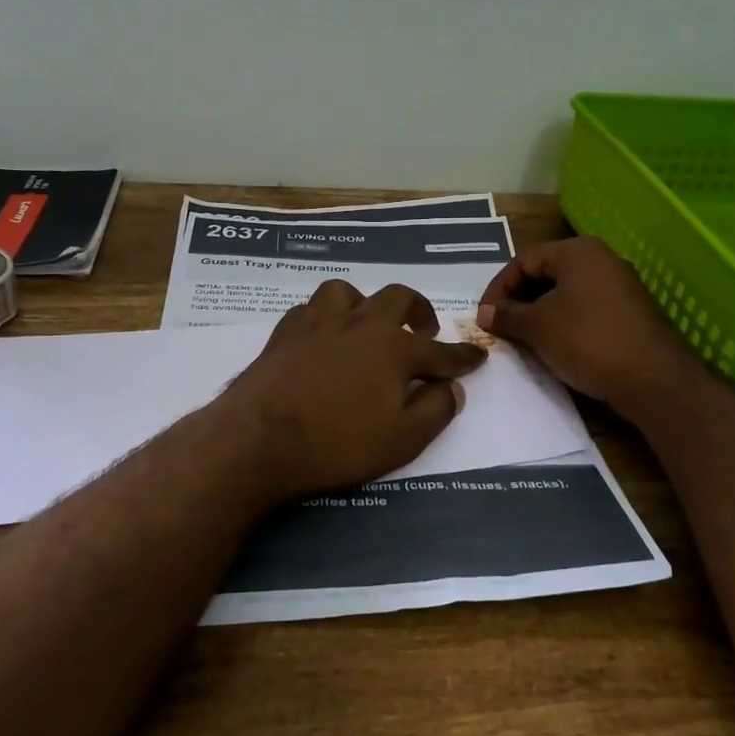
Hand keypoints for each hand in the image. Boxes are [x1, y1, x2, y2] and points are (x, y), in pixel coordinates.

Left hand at [217, 280, 486, 500]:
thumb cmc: (337, 443)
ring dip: (364, 304)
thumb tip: (452, 388)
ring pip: (346, 293)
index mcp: (393, 348)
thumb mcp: (402, 439)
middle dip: (417, 311)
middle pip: (396, 299)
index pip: (440, 352)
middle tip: (424, 330)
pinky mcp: (283, 334)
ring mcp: (317, 324)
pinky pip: (309, 310)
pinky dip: (324, 318)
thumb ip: (435, 410)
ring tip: (366, 325)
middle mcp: (359, 324)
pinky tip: (322, 335)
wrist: (258, 439)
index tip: (476, 356)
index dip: (462, 357)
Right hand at [476, 238, 698, 416]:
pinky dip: (562, 322)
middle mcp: (601, 259)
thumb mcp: (538, 327)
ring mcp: (619, 285)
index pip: (523, 261)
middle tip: (500, 327)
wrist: (652, 380)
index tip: (484, 317)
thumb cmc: (587, 341)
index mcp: (577, 252)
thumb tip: (484, 312)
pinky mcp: (629, 311)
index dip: (497, 288)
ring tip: (522, 339)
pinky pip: (584, 308)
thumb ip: (507, 315)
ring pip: (565, 292)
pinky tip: (553, 346)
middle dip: (518, 300)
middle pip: (545, 273)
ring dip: (538, 313)